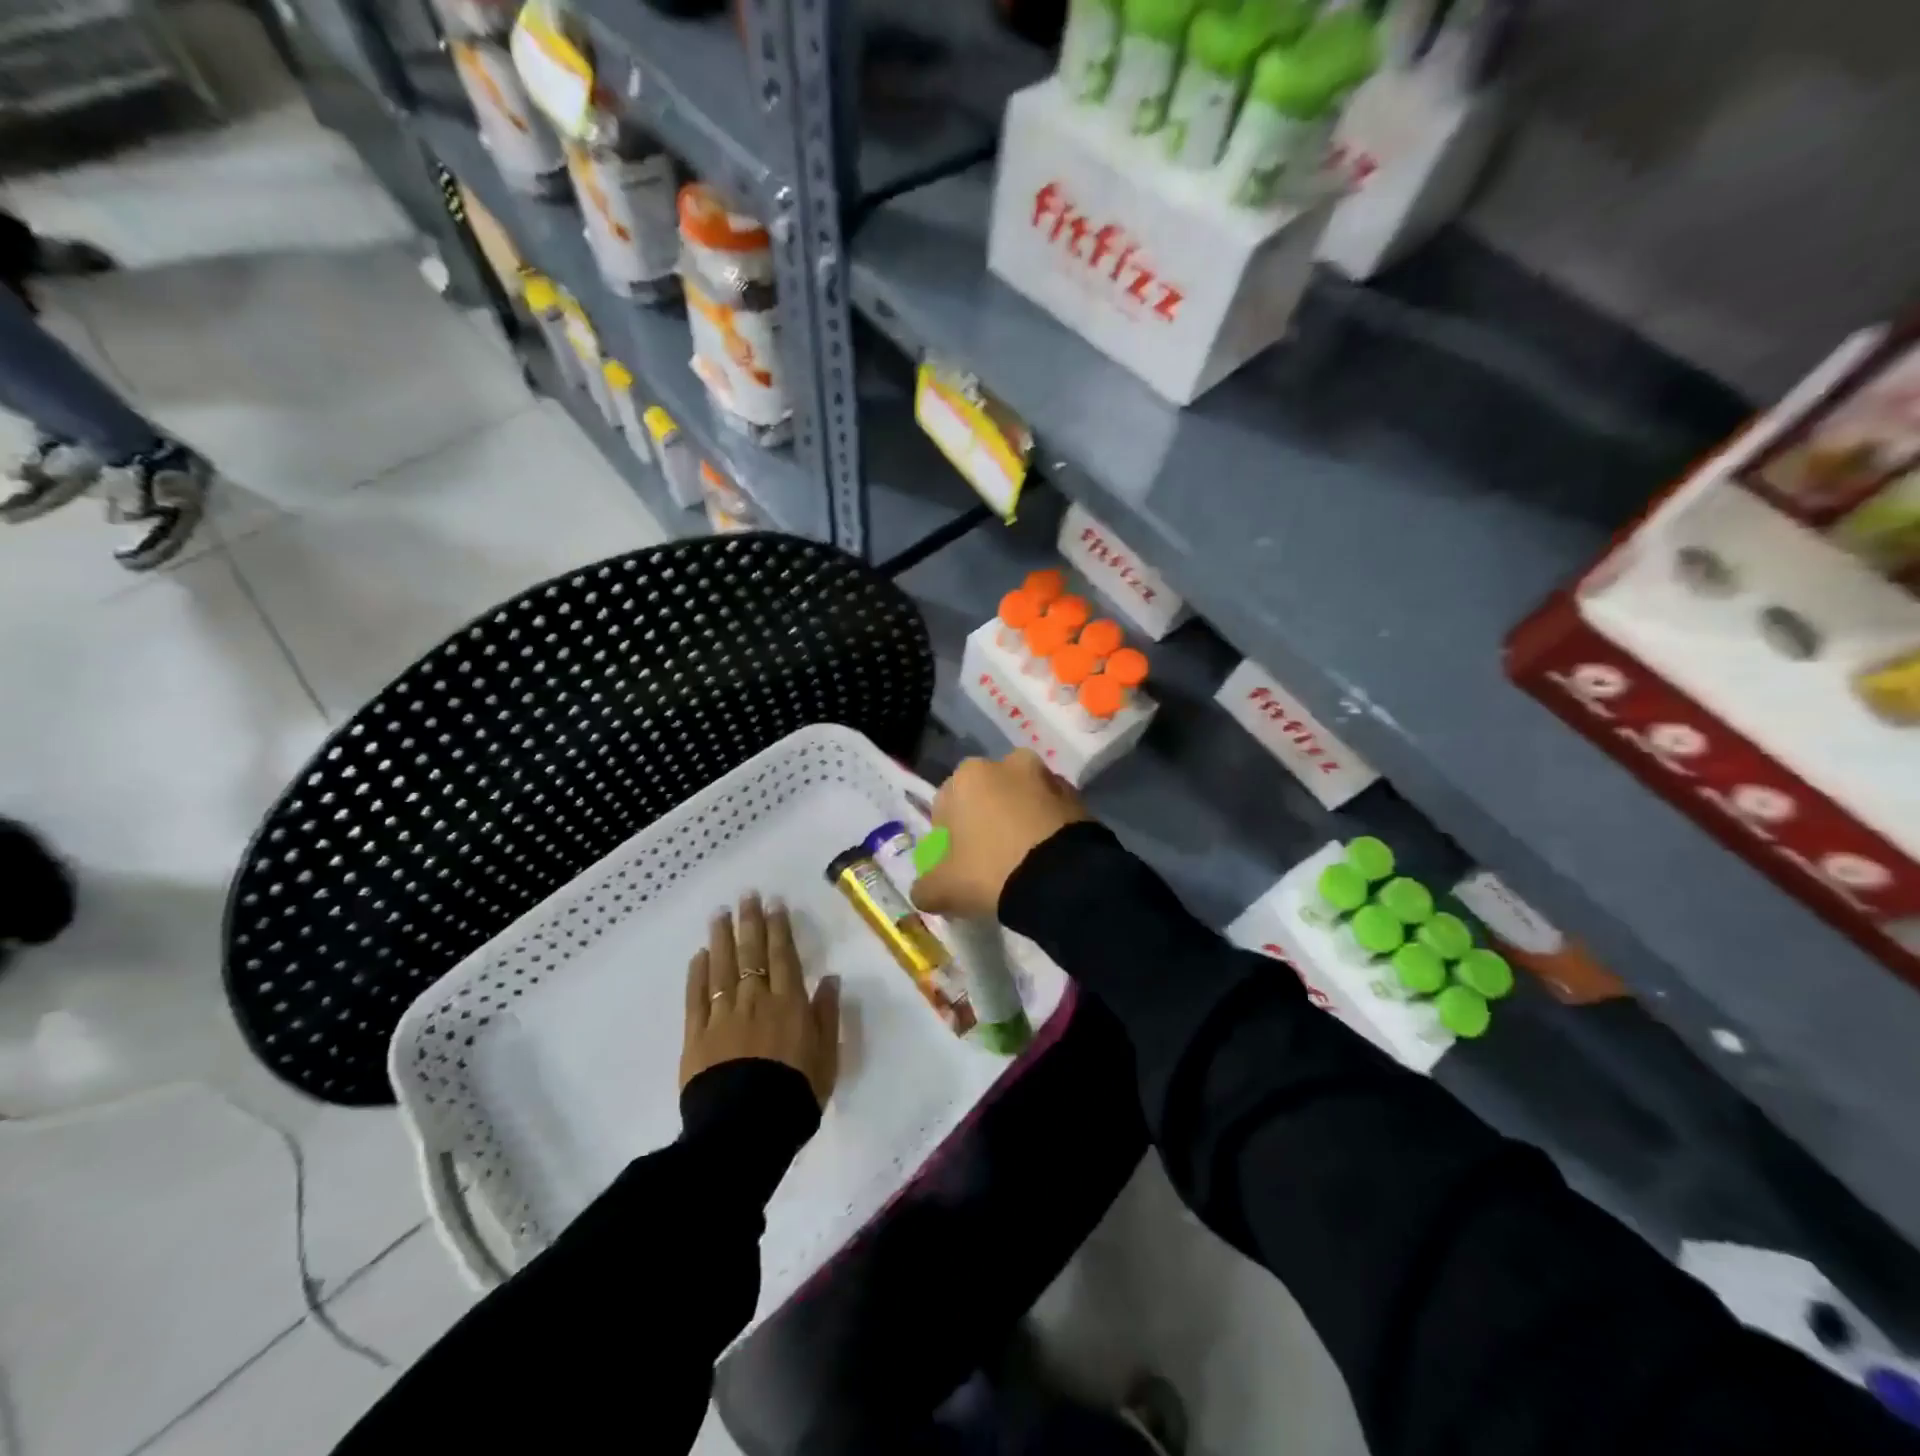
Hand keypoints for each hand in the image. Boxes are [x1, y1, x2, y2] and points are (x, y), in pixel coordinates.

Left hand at [681, 893, 840, 1107]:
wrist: (745, 1130)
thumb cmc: (795, 1094)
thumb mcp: (826, 1057)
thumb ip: (827, 1015)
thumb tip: (831, 978)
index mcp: (789, 1004)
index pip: (783, 957)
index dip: (779, 929)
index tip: (774, 904)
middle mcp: (756, 1001)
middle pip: (752, 955)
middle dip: (750, 923)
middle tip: (746, 896)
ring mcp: (723, 1016)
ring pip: (723, 968)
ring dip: (722, 939)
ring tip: (720, 914)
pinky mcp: (697, 1036)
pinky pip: (697, 998)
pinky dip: (698, 974)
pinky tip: (699, 956)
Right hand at [911, 750, 1088, 920]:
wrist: (1064, 879)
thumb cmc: (991, 870)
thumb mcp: (944, 888)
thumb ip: (925, 887)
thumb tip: (923, 891)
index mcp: (969, 775)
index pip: (945, 805)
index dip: (946, 837)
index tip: (955, 864)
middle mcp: (1008, 763)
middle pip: (986, 797)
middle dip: (984, 822)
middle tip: (988, 861)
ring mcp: (1047, 777)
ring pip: (1020, 801)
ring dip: (1017, 821)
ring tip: (1021, 861)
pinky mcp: (1078, 797)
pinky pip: (1050, 813)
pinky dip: (1044, 828)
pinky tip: (1044, 859)